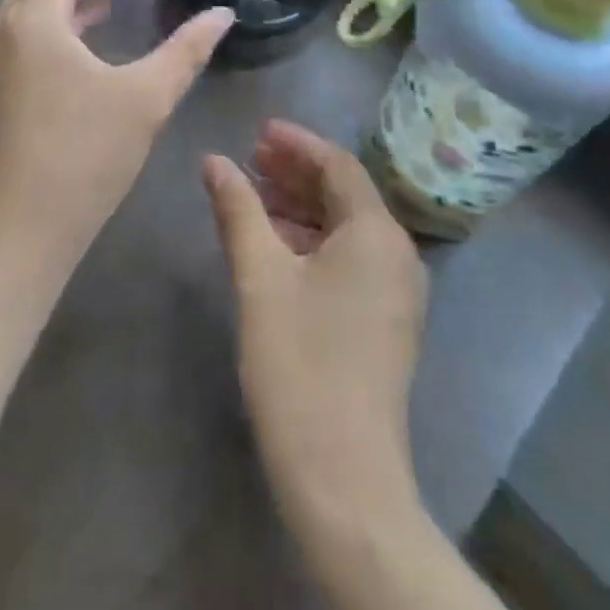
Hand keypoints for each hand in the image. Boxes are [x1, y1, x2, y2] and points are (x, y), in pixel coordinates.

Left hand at [0, 0, 233, 268]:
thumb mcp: (145, 98)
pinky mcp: (5, 83)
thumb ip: (186, 50)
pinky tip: (97, 18)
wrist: (17, 232)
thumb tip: (223, 15)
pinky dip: (67, 9)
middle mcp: (9, 26)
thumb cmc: (81, 156)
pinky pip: (36, 24)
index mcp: (36, 17)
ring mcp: (2, 56)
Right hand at [202, 121, 426, 521]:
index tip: (256, 131)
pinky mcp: (385, 321)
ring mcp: (395, 291)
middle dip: (296, 172)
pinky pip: (349, 258)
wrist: (344, 478)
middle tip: (249, 158)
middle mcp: (397, 254)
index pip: (337, 165)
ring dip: (300, 206)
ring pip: (345, 227)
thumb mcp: (260, 277)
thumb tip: (213, 160)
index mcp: (377, 234)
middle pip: (344, 193)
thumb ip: (237, 210)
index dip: (296, 143)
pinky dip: (312, 240)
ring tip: (253, 195)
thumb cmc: (299, 363)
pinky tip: (275, 244)